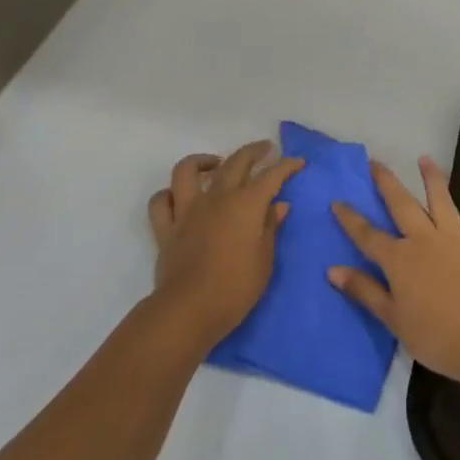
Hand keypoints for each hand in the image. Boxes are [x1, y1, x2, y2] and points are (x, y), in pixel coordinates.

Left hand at [149, 142, 302, 348]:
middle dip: (253, 151)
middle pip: (235, 162)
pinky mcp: (166, 228)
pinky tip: (180, 197)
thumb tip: (278, 205)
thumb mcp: (265, 260)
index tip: (298, 161)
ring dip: (202, 161)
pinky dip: (169, 194)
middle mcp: (216, 198)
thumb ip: (270, 228)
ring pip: (188, 170)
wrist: (190, 310)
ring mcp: (187, 210)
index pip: (271, 176)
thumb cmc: (236, 288)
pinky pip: (161, 202)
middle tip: (265, 149)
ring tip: (215, 163)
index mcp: (246, 204)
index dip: (286, 166)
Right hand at [329, 156, 459, 384]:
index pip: (368, 235)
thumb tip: (332, 269)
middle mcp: (425, 240)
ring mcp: (456, 240)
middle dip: (387, 183)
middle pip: (402, 205)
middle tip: (376, 162)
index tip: (337, 200)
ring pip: (441, 202)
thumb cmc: (435, 335)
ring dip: (432, 179)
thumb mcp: (392, 318)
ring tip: (425, 159)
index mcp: (399, 259)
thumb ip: (364, 290)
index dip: (350, 219)